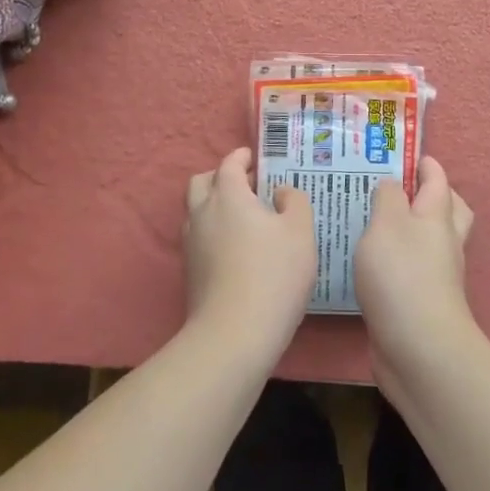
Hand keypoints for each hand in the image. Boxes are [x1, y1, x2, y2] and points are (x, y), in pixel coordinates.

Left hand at [182, 148, 316, 358]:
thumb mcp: (300, 232)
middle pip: (202, 182)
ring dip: (214, 205)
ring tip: (242, 217)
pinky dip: (213, 231)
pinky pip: (198, 237)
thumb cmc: (273, 274)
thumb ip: (294, 202)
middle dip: (221, 177)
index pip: (229, 164)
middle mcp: (202, 213)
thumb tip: (278, 192)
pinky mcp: (189, 271)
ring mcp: (191, 244)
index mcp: (228, 195)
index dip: (241, 157)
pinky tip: (235, 248)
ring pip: (196, 211)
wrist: (234, 333)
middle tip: (246, 185)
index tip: (253, 157)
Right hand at [355, 157, 476, 381]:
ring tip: (377, 221)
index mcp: (437, 218)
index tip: (410, 154)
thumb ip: (387, 197)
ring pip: (430, 242)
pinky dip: (399, 259)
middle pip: (448, 212)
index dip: (427, 165)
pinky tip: (373, 262)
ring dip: (413, 229)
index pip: (438, 182)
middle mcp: (443, 244)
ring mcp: (436, 276)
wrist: (419, 349)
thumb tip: (391, 185)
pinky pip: (413, 270)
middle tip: (404, 187)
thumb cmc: (401, 275)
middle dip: (433, 196)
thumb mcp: (387, 223)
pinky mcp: (421, 303)